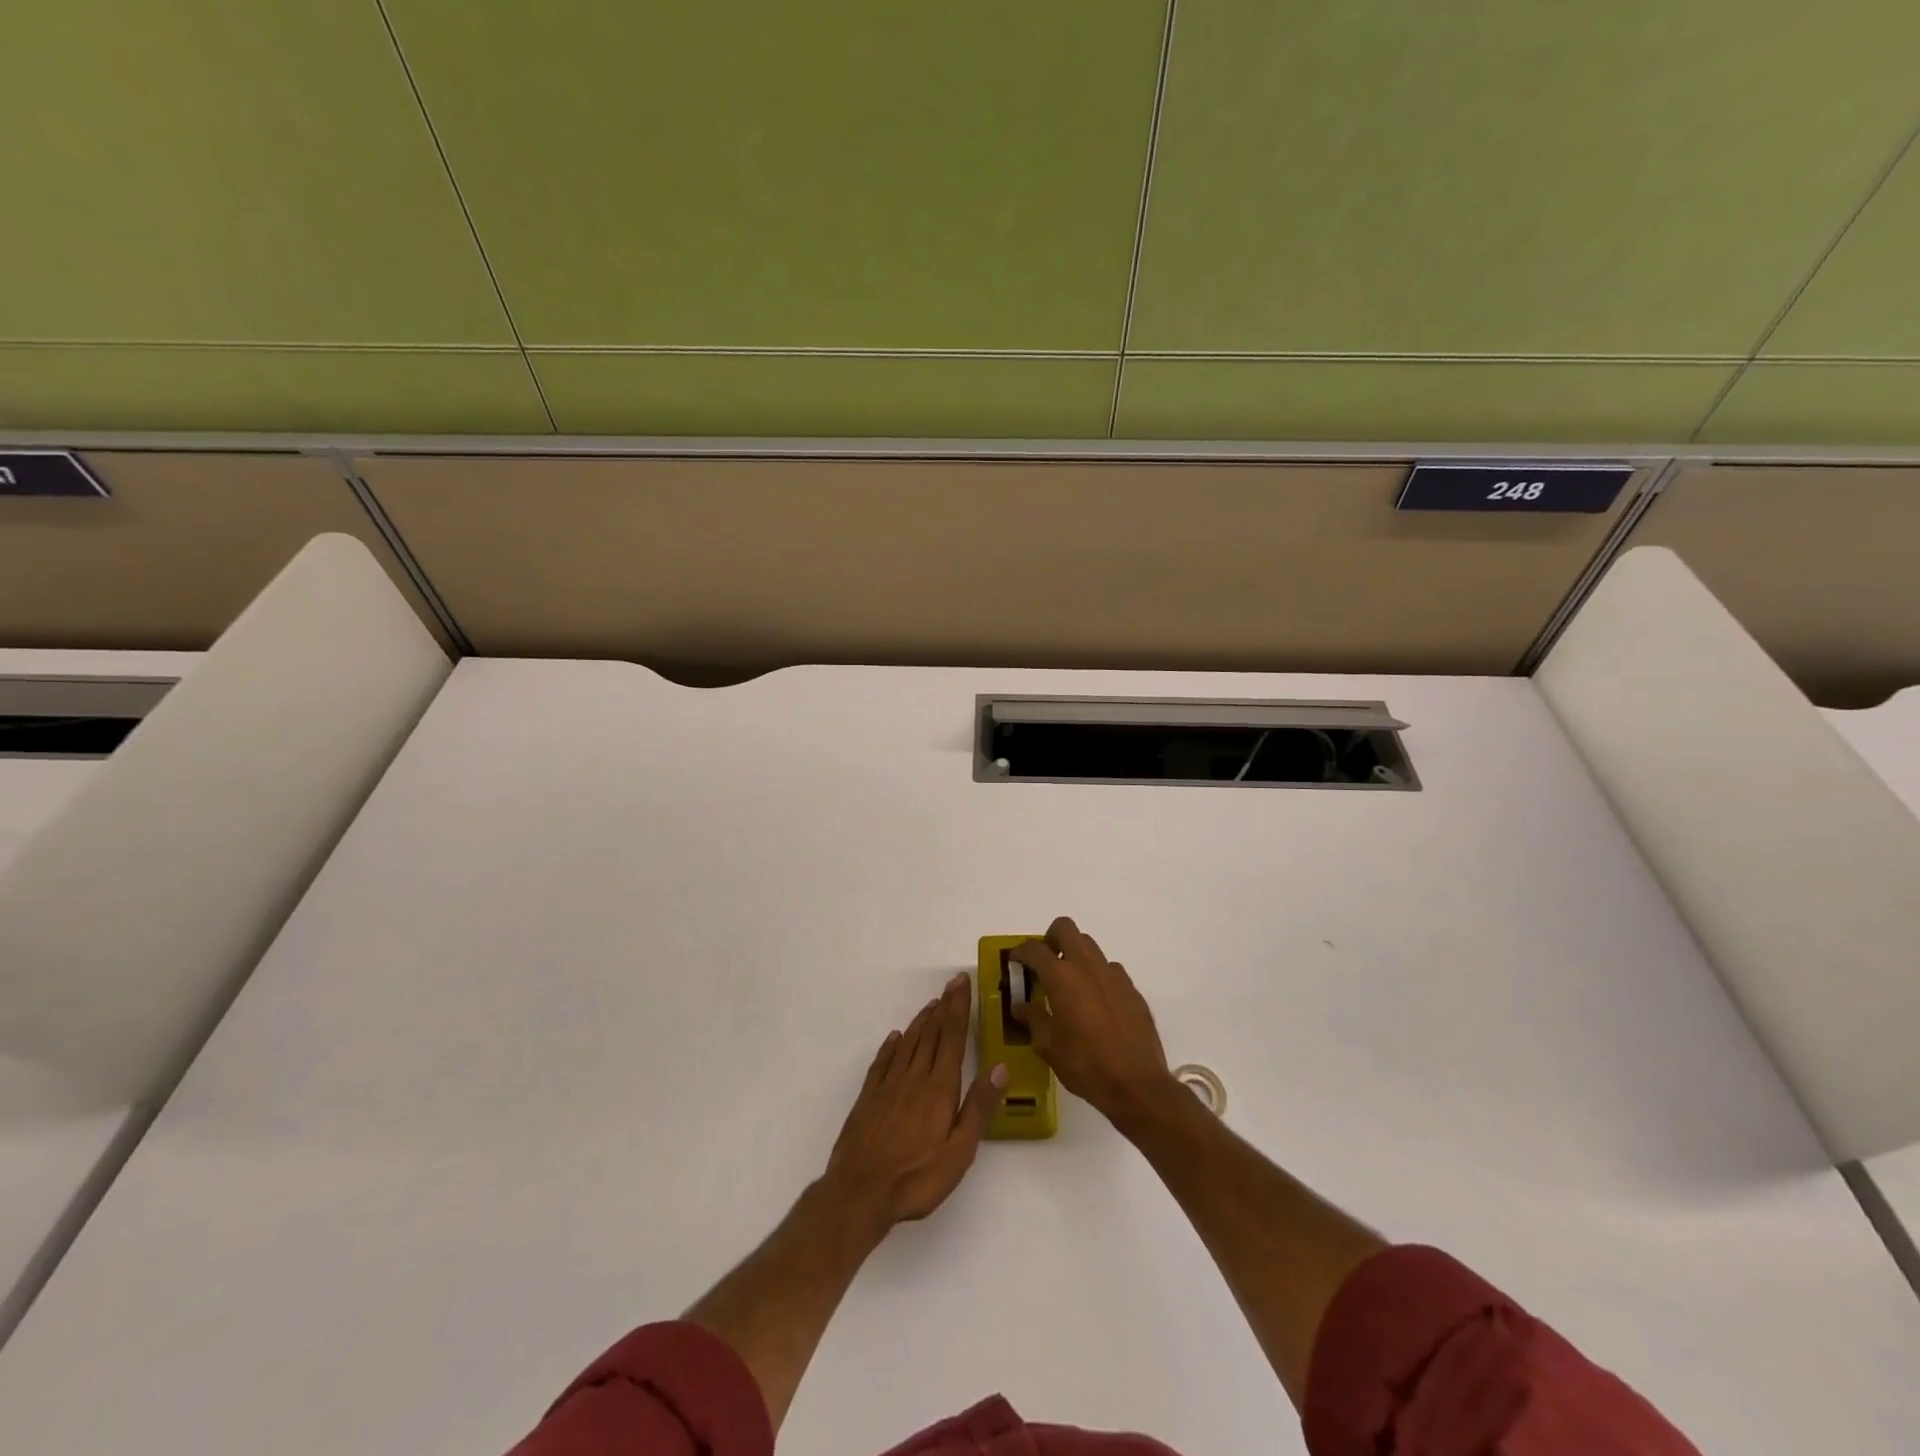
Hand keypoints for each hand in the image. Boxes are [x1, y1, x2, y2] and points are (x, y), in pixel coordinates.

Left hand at [824, 972, 1006, 1227]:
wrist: (860, 1192)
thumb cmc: (917, 1177)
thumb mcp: (959, 1151)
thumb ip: (979, 1107)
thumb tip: (999, 1067)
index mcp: (939, 1088)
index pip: (952, 1037)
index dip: (958, 1008)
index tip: (962, 982)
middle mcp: (914, 1077)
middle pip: (932, 1033)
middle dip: (944, 1006)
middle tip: (952, 983)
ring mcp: (888, 1086)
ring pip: (909, 1043)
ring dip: (922, 1021)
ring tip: (932, 1004)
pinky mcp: (869, 1098)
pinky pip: (883, 1062)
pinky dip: (891, 1046)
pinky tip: (895, 1038)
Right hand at [1010, 917, 1175, 1131]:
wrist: (1137, 1084)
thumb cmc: (1085, 1065)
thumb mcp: (1048, 1046)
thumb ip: (1032, 1019)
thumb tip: (1021, 1006)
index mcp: (1062, 977)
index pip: (1035, 949)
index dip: (1020, 951)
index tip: (1015, 961)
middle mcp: (1087, 966)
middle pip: (1066, 928)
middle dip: (1051, 938)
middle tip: (1044, 962)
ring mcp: (1113, 975)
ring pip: (1090, 945)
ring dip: (1075, 954)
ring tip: (1069, 983)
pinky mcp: (1132, 988)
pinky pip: (1109, 969)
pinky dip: (1097, 975)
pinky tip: (1096, 1002)